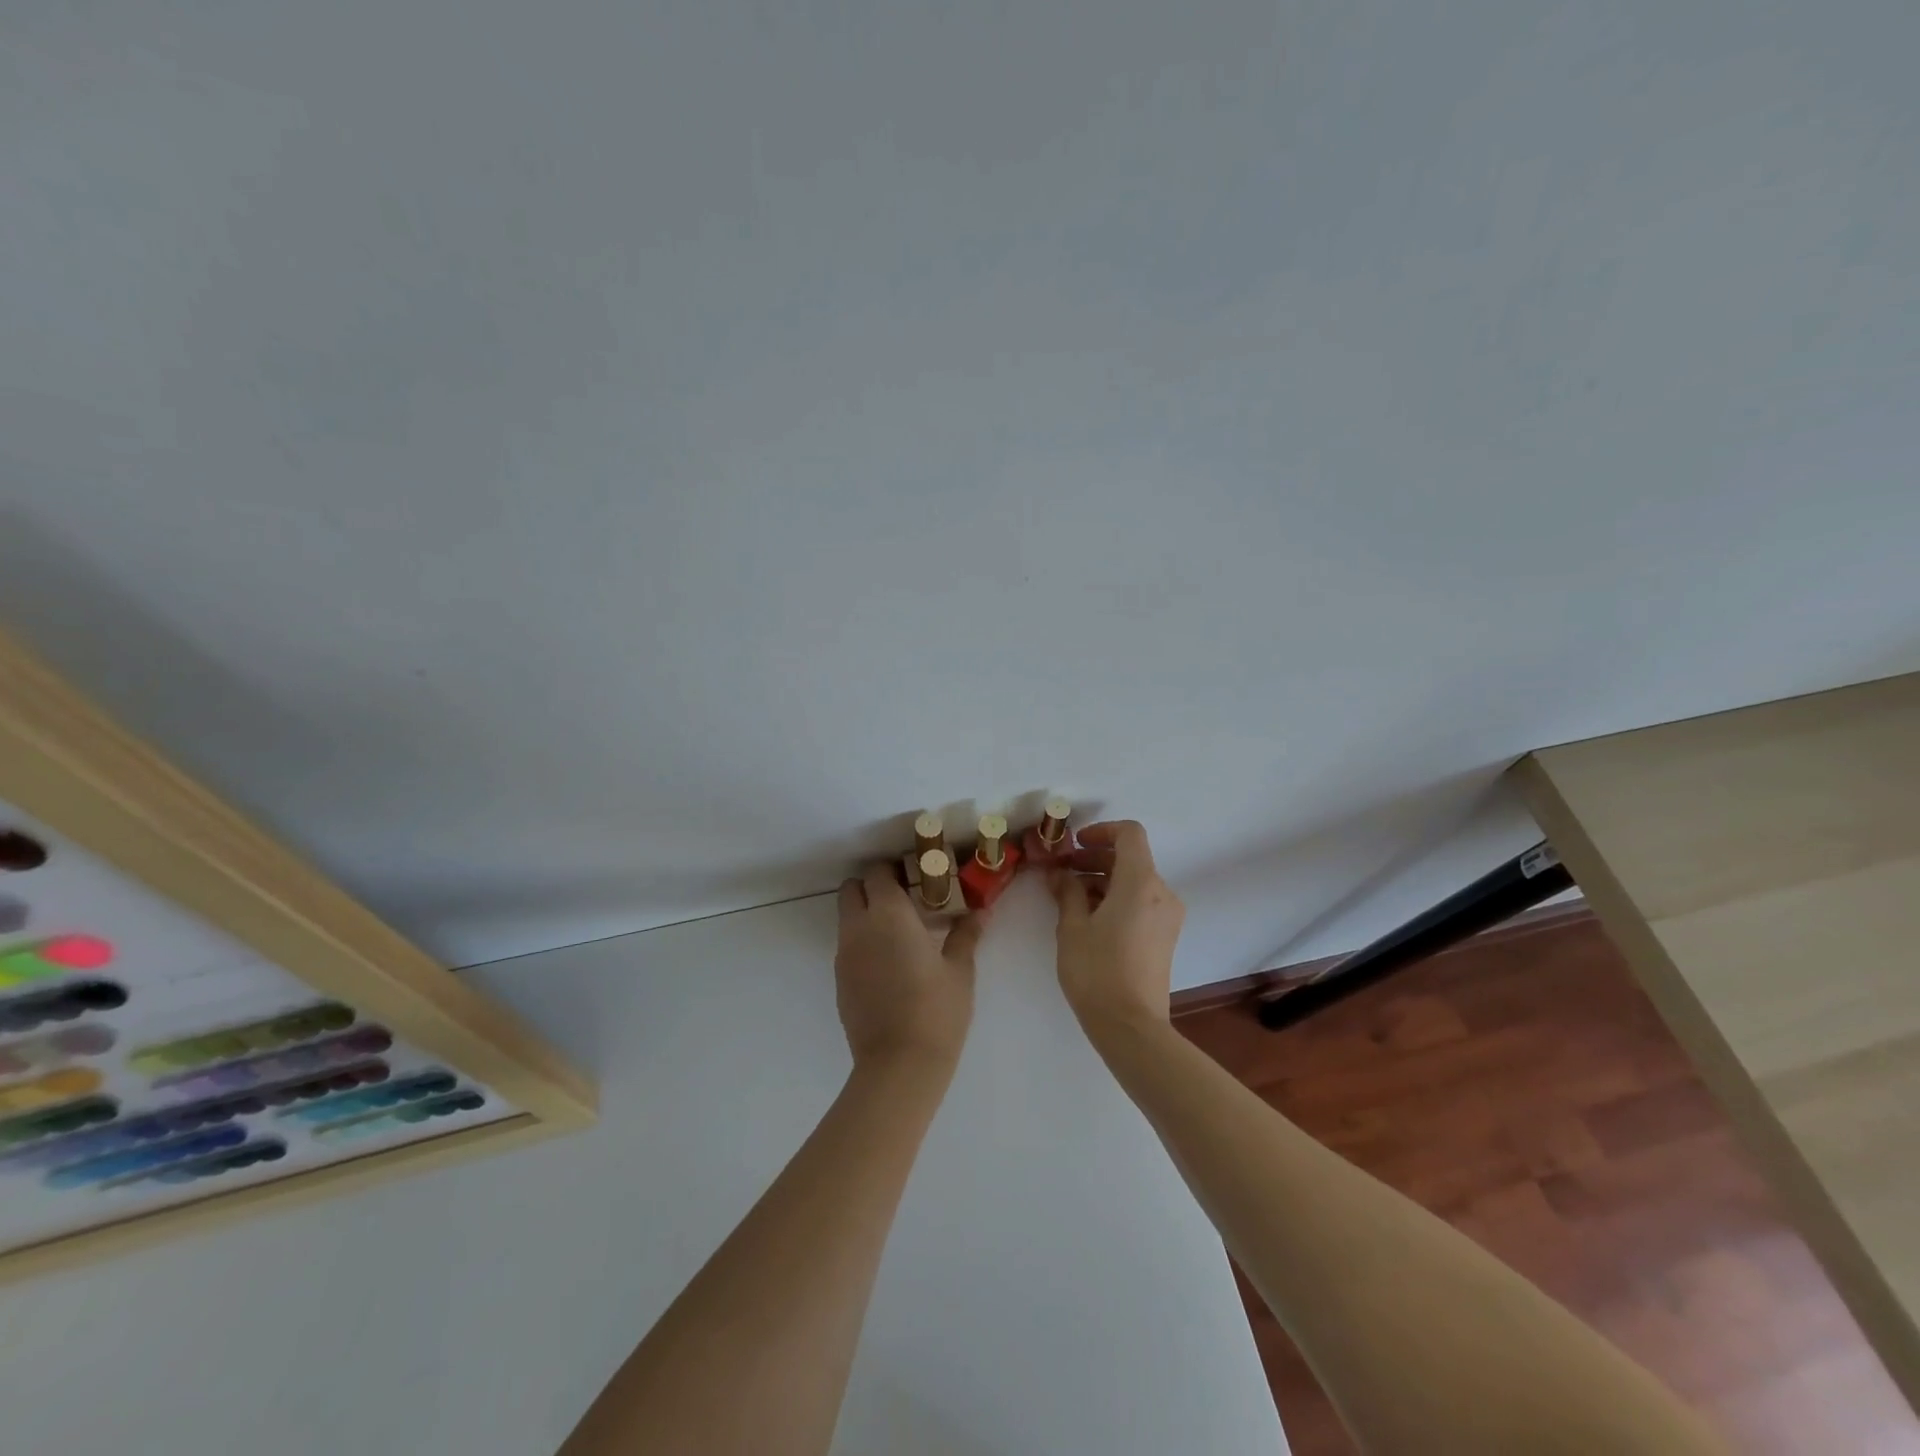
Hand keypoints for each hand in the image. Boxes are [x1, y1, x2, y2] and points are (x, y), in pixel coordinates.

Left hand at [835, 864, 984, 1073]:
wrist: (898, 1065)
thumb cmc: (936, 1010)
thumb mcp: (959, 970)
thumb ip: (966, 935)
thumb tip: (979, 912)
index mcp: (888, 914)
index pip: (878, 872)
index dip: (894, 870)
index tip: (916, 878)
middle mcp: (859, 927)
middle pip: (852, 889)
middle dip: (873, 887)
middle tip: (904, 901)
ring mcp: (844, 955)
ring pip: (847, 918)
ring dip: (866, 915)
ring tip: (899, 934)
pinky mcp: (839, 980)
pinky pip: (847, 946)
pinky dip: (863, 942)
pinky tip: (889, 964)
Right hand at [1046, 820, 1184, 1033]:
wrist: (1131, 1026)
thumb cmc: (1097, 971)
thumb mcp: (1072, 928)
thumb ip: (1067, 892)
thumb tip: (1060, 874)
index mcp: (1141, 883)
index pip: (1130, 834)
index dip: (1102, 831)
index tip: (1075, 845)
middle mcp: (1162, 893)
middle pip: (1131, 858)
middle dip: (1095, 858)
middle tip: (1062, 872)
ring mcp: (1168, 916)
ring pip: (1135, 882)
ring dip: (1103, 880)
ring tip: (1070, 899)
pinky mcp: (1165, 936)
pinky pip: (1142, 902)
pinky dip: (1117, 899)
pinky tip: (1090, 919)